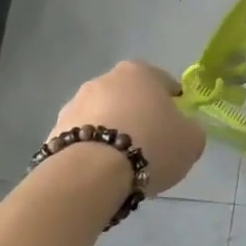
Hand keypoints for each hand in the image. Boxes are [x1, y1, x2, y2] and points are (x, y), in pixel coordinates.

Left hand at [50, 61, 204, 195]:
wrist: (92, 174)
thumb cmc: (151, 145)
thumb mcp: (192, 139)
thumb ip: (190, 128)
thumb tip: (182, 129)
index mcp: (139, 71)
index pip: (163, 82)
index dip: (174, 103)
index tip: (177, 125)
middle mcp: (103, 79)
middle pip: (129, 97)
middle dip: (138, 115)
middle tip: (151, 144)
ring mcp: (74, 104)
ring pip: (103, 117)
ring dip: (112, 132)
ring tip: (123, 164)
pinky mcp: (53, 131)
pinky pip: (83, 139)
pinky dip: (92, 150)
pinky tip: (101, 172)